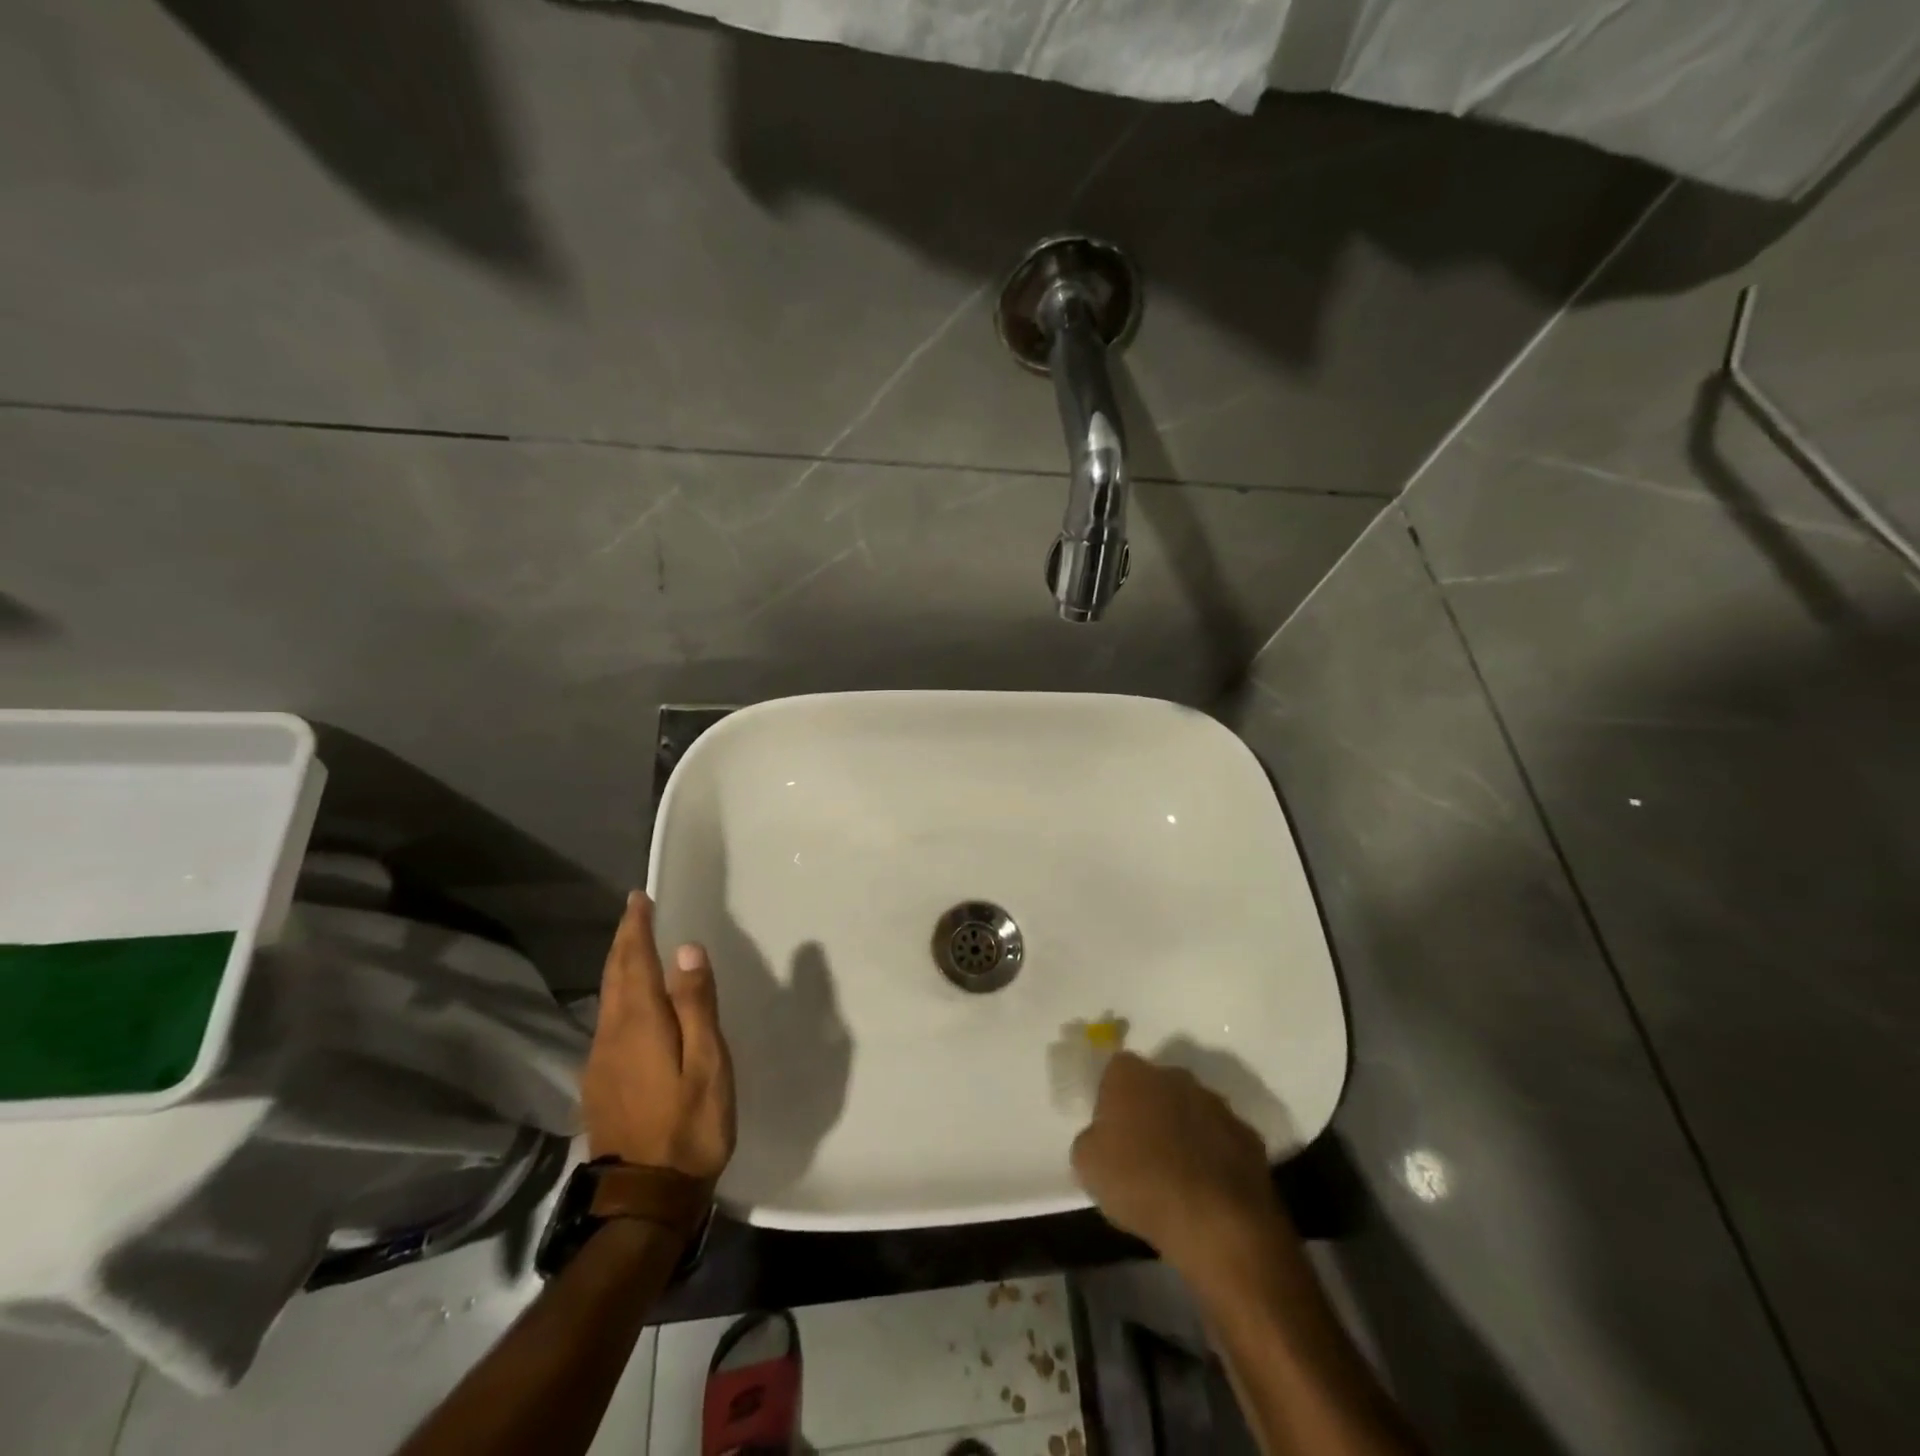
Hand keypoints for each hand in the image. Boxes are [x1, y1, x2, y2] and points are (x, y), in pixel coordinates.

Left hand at [581, 892, 735, 1186]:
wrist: (644, 1199)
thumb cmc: (689, 1126)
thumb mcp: (707, 1063)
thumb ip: (696, 1005)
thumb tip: (686, 950)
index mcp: (639, 1024)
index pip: (634, 962)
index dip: (636, 928)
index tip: (638, 899)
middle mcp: (611, 1036)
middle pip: (614, 976)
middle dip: (623, 941)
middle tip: (635, 913)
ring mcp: (600, 1062)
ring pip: (607, 1000)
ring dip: (619, 967)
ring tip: (634, 947)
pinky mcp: (599, 1084)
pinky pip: (607, 1022)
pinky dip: (618, 996)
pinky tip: (631, 1003)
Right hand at [1071, 1052, 1284, 1286]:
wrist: (1216, 1223)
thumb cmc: (1140, 1183)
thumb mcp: (1087, 1164)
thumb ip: (1091, 1138)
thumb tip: (1103, 1137)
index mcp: (1131, 1074)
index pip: (1114, 1072)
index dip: (1110, 1100)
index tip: (1110, 1132)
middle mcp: (1175, 1076)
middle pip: (1156, 1086)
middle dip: (1149, 1110)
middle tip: (1141, 1151)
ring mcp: (1216, 1104)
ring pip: (1191, 1110)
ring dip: (1183, 1131)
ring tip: (1176, 1175)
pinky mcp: (1248, 1136)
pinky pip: (1221, 1140)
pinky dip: (1213, 1156)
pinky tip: (1206, 1189)